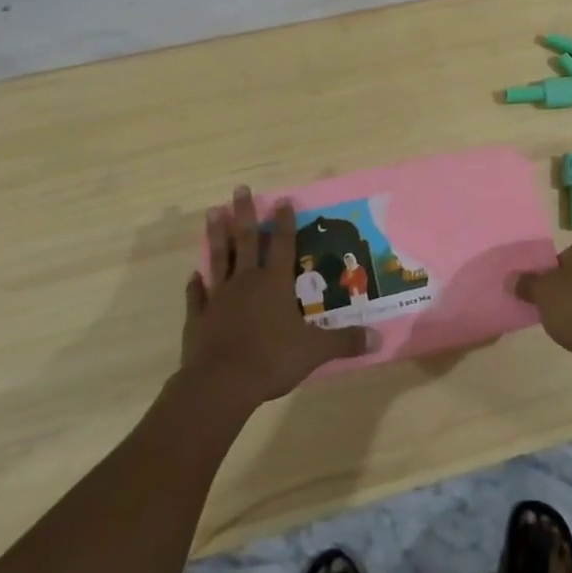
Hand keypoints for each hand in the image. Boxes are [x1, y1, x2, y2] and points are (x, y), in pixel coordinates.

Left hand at [180, 187, 371, 412]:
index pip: (283, 245)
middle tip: (239, 189)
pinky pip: (197, 295)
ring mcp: (219, 297)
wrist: (220, 383)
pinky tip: (193, 274)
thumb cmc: (271, 360)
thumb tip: (378, 338)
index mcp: (275, 284)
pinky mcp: (198, 317)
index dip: (285, 222)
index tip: (282, 199)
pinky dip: (195, 284)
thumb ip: (344, 342)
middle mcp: (246, 282)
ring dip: (216, 235)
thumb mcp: (314, 351)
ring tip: (211, 212)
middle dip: (244, 214)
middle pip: (246, 240)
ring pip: (218, 258)